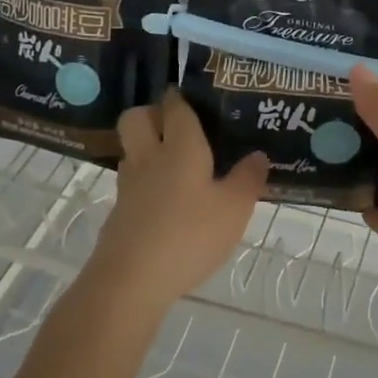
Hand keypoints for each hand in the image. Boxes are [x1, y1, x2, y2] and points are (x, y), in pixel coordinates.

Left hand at [87, 91, 268, 313]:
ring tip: (175, 162)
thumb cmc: (189, 236)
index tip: (193, 95)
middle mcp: (150, 157)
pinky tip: (166, 200)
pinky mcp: (118, 213)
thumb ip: (248, 179)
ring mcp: (129, 185)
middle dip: (152, 112)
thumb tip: (258, 155)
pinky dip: (145, 181)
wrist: (130, 282)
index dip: (181, 97)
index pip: (176, 107)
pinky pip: (131, 182)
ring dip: (146, 146)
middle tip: (177, 124)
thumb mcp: (234, 209)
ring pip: (131, 149)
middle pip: (137, 117)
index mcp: (181, 147)